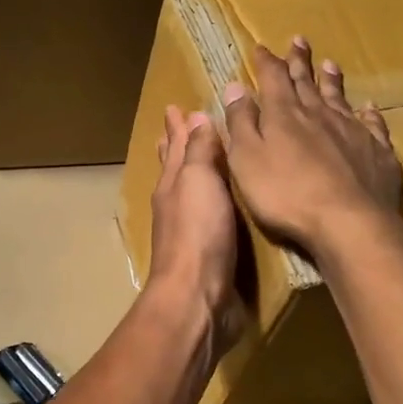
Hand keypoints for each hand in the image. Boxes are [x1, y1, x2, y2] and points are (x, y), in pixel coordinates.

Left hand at [146, 105, 243, 355]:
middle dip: (177, 146)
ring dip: (198, 173)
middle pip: (176, 168)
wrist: (198, 297)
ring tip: (207, 160)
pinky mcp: (211, 255)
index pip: (173, 147)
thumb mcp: (198, 181)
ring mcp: (192, 232)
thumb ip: (198, 151)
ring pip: (194, 193)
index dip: (176, 127)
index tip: (175, 106)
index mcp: (173, 184)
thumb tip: (194, 116)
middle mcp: (178, 205)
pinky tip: (229, 206)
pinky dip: (218, 204)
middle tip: (177, 126)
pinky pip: (214, 219)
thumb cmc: (198, 233)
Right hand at [222, 37, 402, 260]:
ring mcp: (352, 131)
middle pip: (307, 82)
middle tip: (298, 41)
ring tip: (329, 64)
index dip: (266, 62)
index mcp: (284, 115)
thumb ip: (241, 122)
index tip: (261, 47)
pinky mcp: (378, 152)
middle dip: (299, 62)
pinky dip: (369, 114)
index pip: (273, 79)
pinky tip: (369, 108)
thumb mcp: (247, 159)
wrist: (348, 222)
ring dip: (332, 80)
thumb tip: (235, 86)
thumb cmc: (285, 194)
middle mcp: (319, 114)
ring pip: (339, 98)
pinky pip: (373, 125)